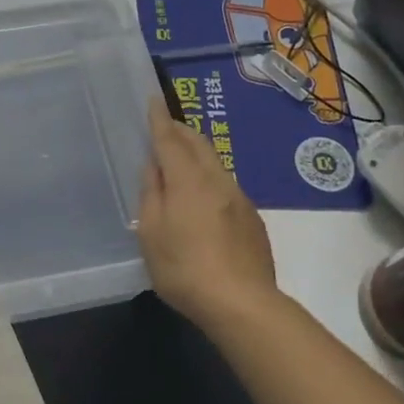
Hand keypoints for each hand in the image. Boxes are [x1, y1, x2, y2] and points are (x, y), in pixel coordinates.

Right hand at [137, 97, 281, 335]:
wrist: (242, 303)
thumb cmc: (184, 268)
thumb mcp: (151, 233)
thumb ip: (151, 194)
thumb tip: (154, 168)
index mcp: (188, 181)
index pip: (170, 140)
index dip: (159, 120)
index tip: (153, 100)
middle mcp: (217, 181)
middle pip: (199, 145)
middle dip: (181, 130)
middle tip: (166, 125)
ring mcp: (239, 199)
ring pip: (215, 164)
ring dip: (197, 153)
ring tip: (181, 158)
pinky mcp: (252, 219)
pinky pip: (226, 185)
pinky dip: (209, 178)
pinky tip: (202, 196)